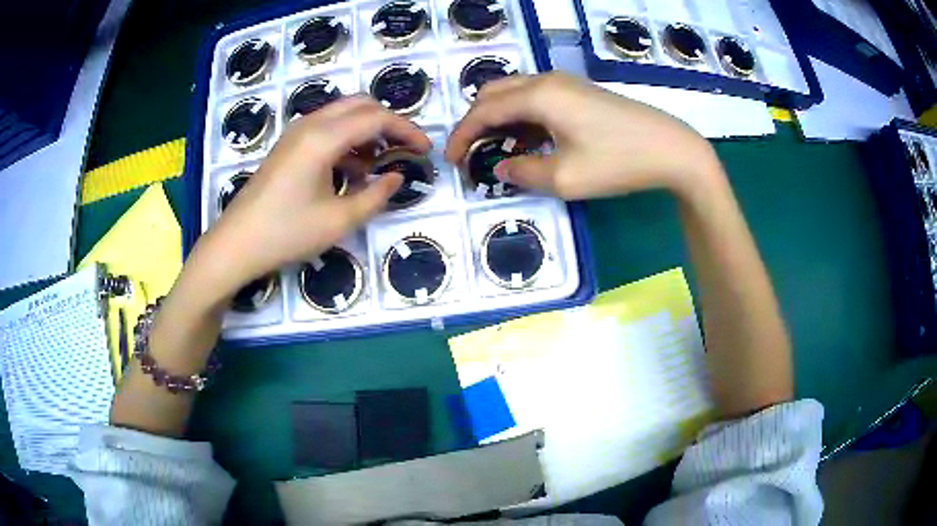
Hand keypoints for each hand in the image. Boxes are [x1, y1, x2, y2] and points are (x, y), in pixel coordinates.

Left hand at [194, 96, 431, 299]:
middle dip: (388, 123)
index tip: (425, 150)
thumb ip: (375, 196)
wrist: (236, 243)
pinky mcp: (288, 145)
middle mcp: (310, 124)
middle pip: (360, 104)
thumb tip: (396, 177)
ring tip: (378, 164)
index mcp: (323, 138)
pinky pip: (326, 128)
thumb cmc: (286, 233)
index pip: (376, 118)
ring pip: (342, 114)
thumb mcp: (338, 220)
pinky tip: (351, 170)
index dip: (406, 130)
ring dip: (366, 130)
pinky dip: (347, 139)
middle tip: (404, 150)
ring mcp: (296, 132)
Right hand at [445, 73, 722, 200]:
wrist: (671, 148)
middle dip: (476, 122)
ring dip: (499, 118)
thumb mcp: (565, 178)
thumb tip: (501, 168)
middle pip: (494, 93)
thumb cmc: (618, 162)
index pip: (483, 111)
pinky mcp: (579, 92)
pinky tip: (528, 141)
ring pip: (515, 93)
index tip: (452, 161)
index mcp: (538, 95)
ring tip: (496, 151)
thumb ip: (523, 173)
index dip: (462, 136)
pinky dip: (521, 117)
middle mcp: (546, 80)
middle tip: (471, 154)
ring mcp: (565, 83)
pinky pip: (536, 98)